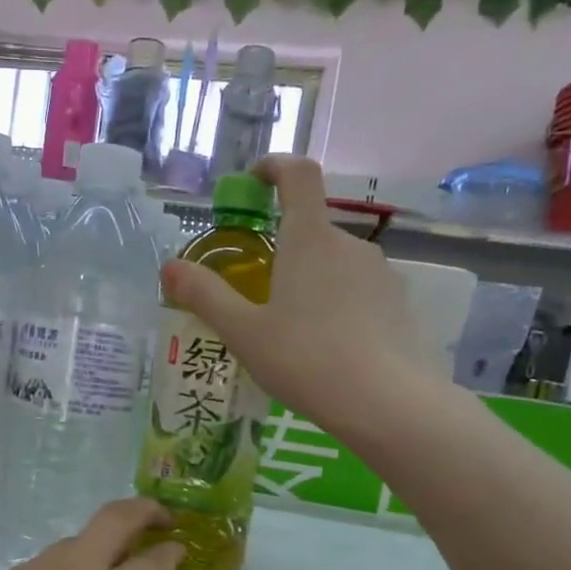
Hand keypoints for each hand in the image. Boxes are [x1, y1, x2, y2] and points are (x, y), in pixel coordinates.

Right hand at [160, 155, 431, 445]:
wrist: (386, 403)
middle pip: (312, 230)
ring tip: (294, 332)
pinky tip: (329, 349)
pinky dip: (340, 306)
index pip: (298, 175)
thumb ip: (205, 296)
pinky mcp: (401, 304)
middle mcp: (350, 245)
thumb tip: (169, 267)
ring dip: (313, 283)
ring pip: (337, 265)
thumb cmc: (305, 360)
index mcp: (309, 240)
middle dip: (284, 251)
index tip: (254, 180)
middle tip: (258, 296)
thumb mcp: (243, 332)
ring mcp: (382, 274)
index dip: (275, 166)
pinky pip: (361, 293)